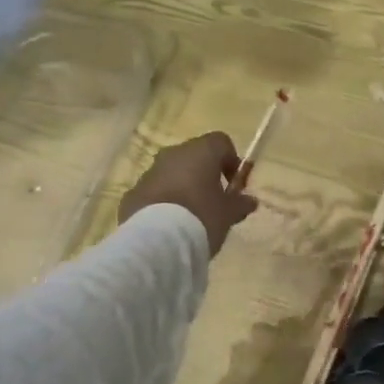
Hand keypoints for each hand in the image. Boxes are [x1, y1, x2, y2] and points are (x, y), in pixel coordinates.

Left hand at [119, 132, 258, 256]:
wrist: (156, 241)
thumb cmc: (201, 217)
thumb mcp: (228, 214)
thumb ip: (240, 204)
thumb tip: (250, 200)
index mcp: (200, 152)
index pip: (221, 142)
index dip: (231, 161)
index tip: (233, 185)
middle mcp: (173, 154)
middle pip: (194, 156)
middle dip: (204, 175)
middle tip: (213, 201)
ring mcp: (149, 172)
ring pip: (172, 173)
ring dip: (182, 187)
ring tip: (190, 217)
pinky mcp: (133, 193)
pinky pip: (154, 191)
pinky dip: (163, 202)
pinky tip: (169, 226)